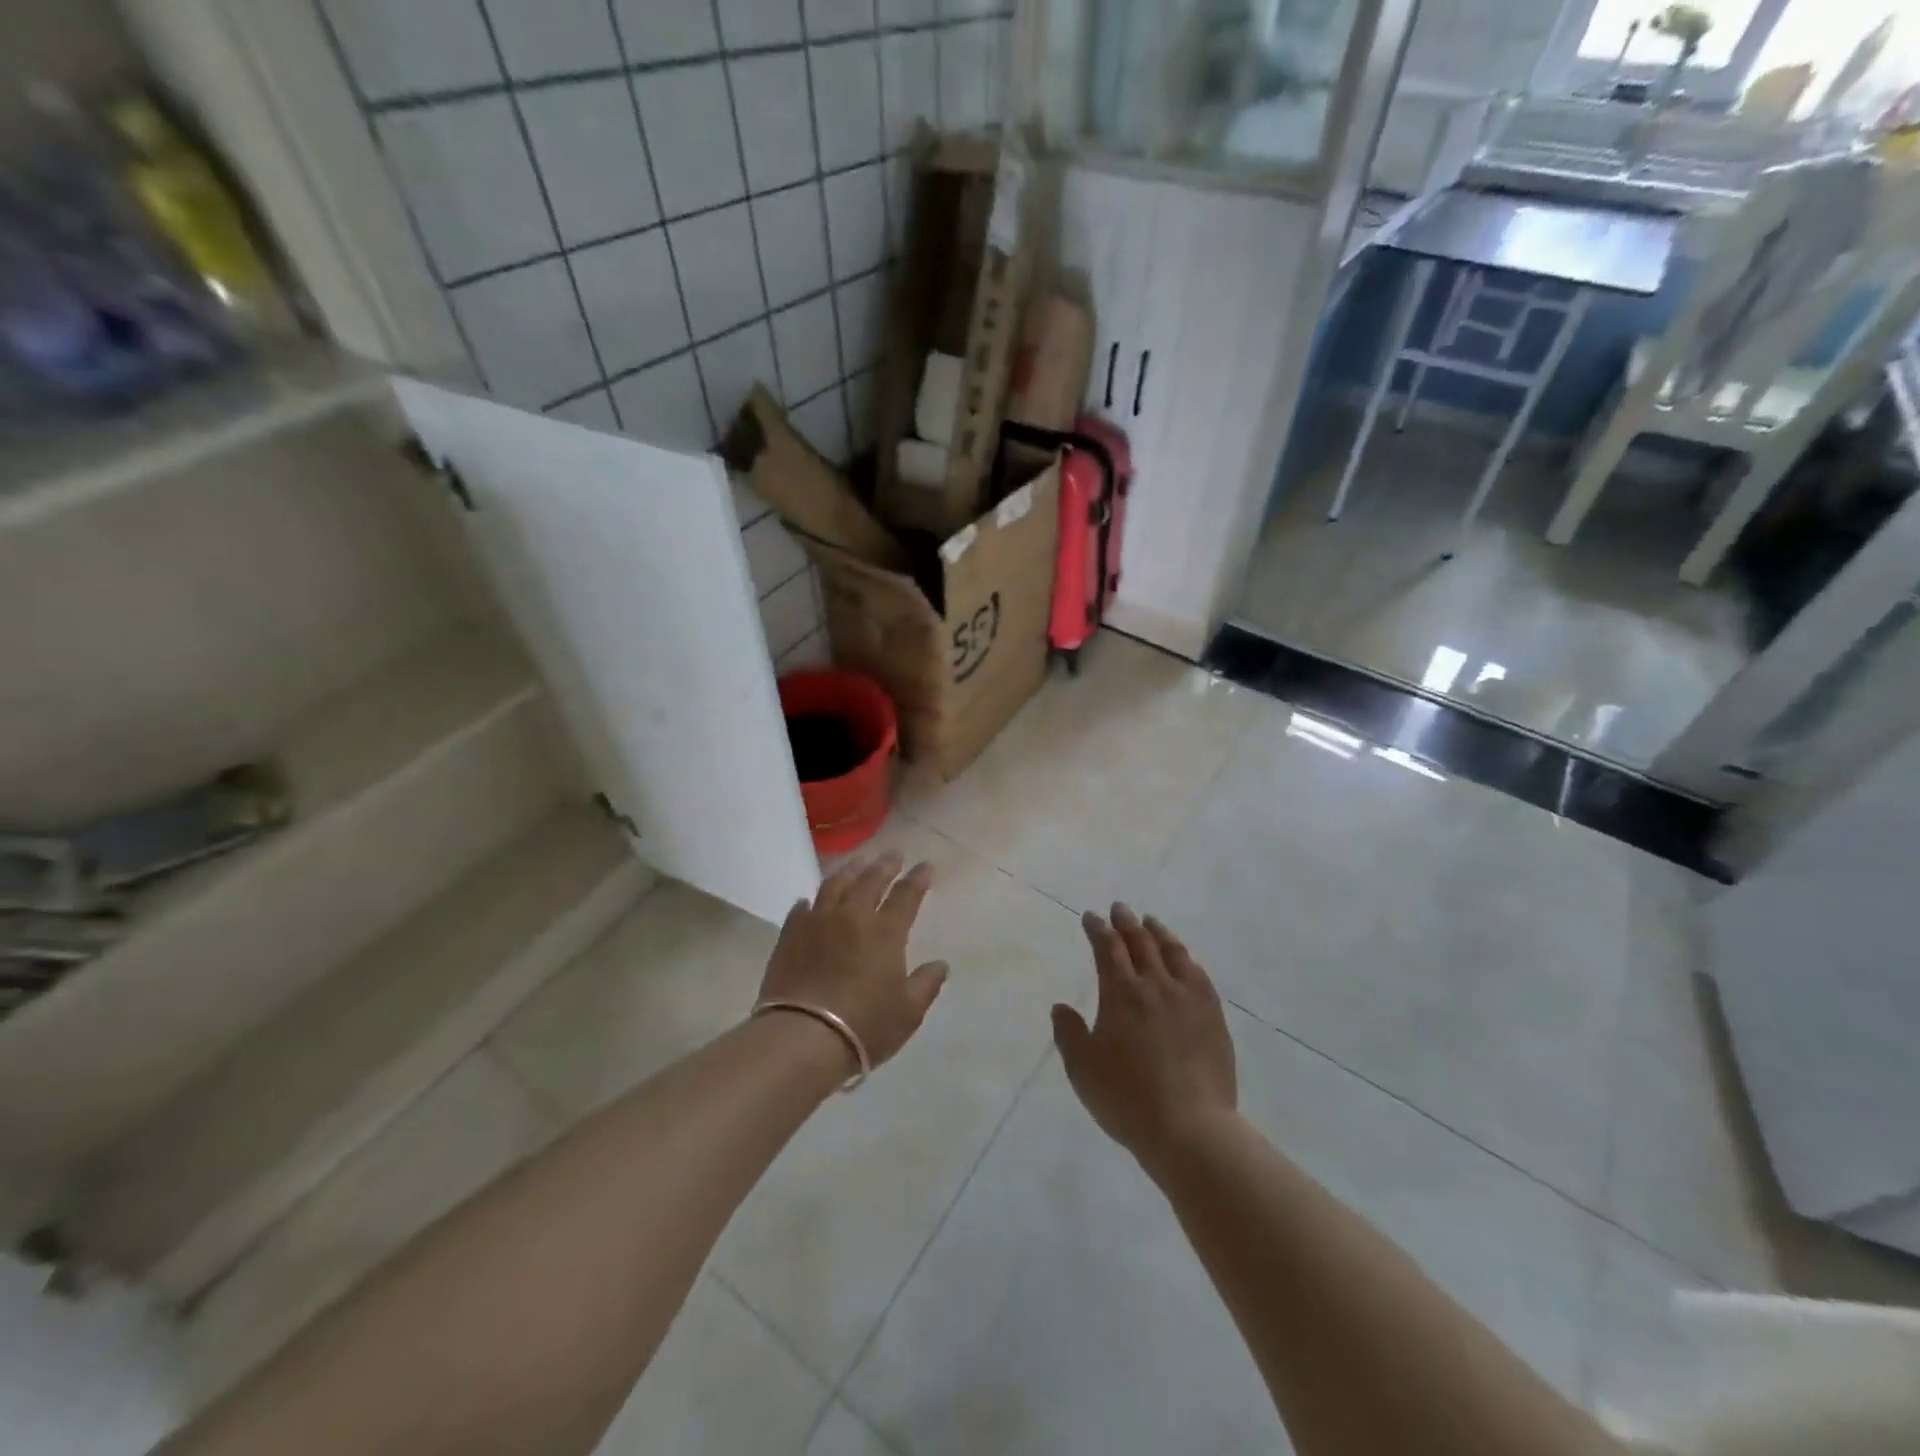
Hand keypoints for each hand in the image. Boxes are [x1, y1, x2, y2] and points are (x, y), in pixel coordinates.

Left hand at [758, 853, 948, 1073]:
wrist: (802, 1037)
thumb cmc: (864, 1026)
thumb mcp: (908, 1013)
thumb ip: (926, 984)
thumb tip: (940, 965)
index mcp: (885, 932)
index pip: (906, 895)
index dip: (918, 878)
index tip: (926, 865)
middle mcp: (852, 917)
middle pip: (870, 880)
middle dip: (885, 865)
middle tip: (893, 854)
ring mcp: (817, 922)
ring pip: (834, 885)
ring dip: (849, 871)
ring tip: (856, 864)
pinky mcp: (789, 936)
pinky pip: (801, 909)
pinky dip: (811, 901)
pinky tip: (811, 901)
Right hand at [1052, 905, 1237, 1170]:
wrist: (1190, 1128)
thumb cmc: (1127, 1099)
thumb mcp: (1082, 1069)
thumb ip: (1068, 1033)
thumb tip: (1061, 1007)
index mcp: (1121, 993)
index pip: (1107, 948)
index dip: (1097, 929)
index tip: (1091, 917)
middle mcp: (1155, 985)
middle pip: (1140, 942)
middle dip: (1126, 922)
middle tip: (1119, 909)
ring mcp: (1189, 998)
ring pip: (1173, 952)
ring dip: (1158, 932)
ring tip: (1151, 922)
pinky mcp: (1213, 1015)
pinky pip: (1198, 974)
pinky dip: (1185, 958)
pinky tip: (1184, 959)